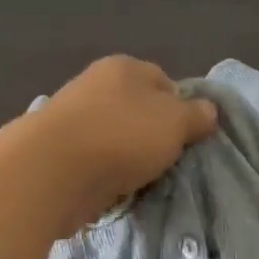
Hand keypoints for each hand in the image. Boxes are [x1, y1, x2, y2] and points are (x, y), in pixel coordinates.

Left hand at [25, 56, 218, 233]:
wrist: (50, 172)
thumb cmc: (121, 136)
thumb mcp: (176, 122)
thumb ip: (196, 115)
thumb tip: (207, 111)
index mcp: (124, 67)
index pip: (164, 81)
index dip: (181, 109)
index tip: (188, 138)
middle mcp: (94, 84)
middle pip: (137, 111)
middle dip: (152, 136)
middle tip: (167, 163)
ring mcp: (70, 118)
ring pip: (114, 138)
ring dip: (127, 159)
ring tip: (141, 182)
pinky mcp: (54, 152)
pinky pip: (92, 163)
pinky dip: (103, 176)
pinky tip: (112, 191)